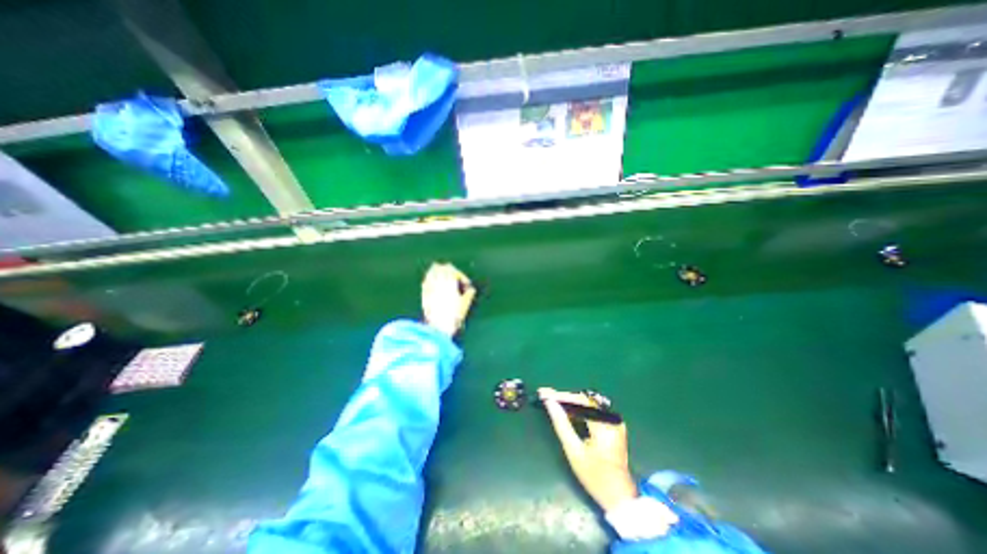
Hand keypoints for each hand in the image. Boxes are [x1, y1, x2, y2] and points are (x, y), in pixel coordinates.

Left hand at [420, 265, 474, 337]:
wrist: (437, 326)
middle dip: (450, 272)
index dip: (462, 276)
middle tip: (456, 280)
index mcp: (449, 281)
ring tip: (446, 282)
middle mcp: (437, 280)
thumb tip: (471, 289)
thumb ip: (469, 294)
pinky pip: (426, 280)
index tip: (466, 285)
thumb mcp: (465, 304)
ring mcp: (429, 286)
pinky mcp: (423, 293)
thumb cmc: (453, 315)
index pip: (454, 271)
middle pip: (441, 267)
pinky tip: (437, 287)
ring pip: (431, 272)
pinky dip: (432, 280)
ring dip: (439, 273)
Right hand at [538, 386, 639, 511]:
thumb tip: (550, 403)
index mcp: (604, 425)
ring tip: (552, 401)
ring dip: (570, 403)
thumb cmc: (594, 477)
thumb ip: (561, 425)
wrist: (619, 497)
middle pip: (584, 400)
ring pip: (587, 404)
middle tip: (545, 396)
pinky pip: (592, 411)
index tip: (544, 393)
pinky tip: (566, 410)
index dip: (560, 396)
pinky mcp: (613, 426)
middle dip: (564, 398)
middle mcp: (611, 419)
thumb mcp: (574, 452)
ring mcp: (614, 422)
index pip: (580, 401)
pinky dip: (578, 410)